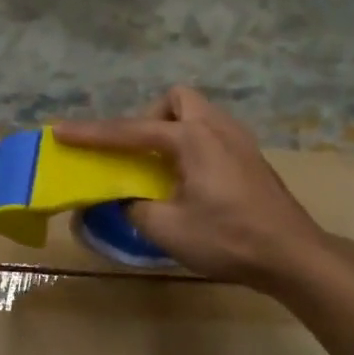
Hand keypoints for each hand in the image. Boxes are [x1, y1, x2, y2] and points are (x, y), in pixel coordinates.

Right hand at [53, 87, 330, 290]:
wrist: (291, 254)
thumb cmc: (228, 239)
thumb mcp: (168, 229)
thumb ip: (134, 208)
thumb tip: (123, 199)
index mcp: (193, 138)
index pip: (131, 131)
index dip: (93, 134)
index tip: (62, 132)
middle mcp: (217, 127)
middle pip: (176, 100)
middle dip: (149, 117)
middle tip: (138, 153)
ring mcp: (240, 140)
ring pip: (198, 114)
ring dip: (172, 131)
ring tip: (161, 167)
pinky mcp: (251, 158)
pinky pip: (212, 134)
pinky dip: (191, 145)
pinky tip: (190, 180)